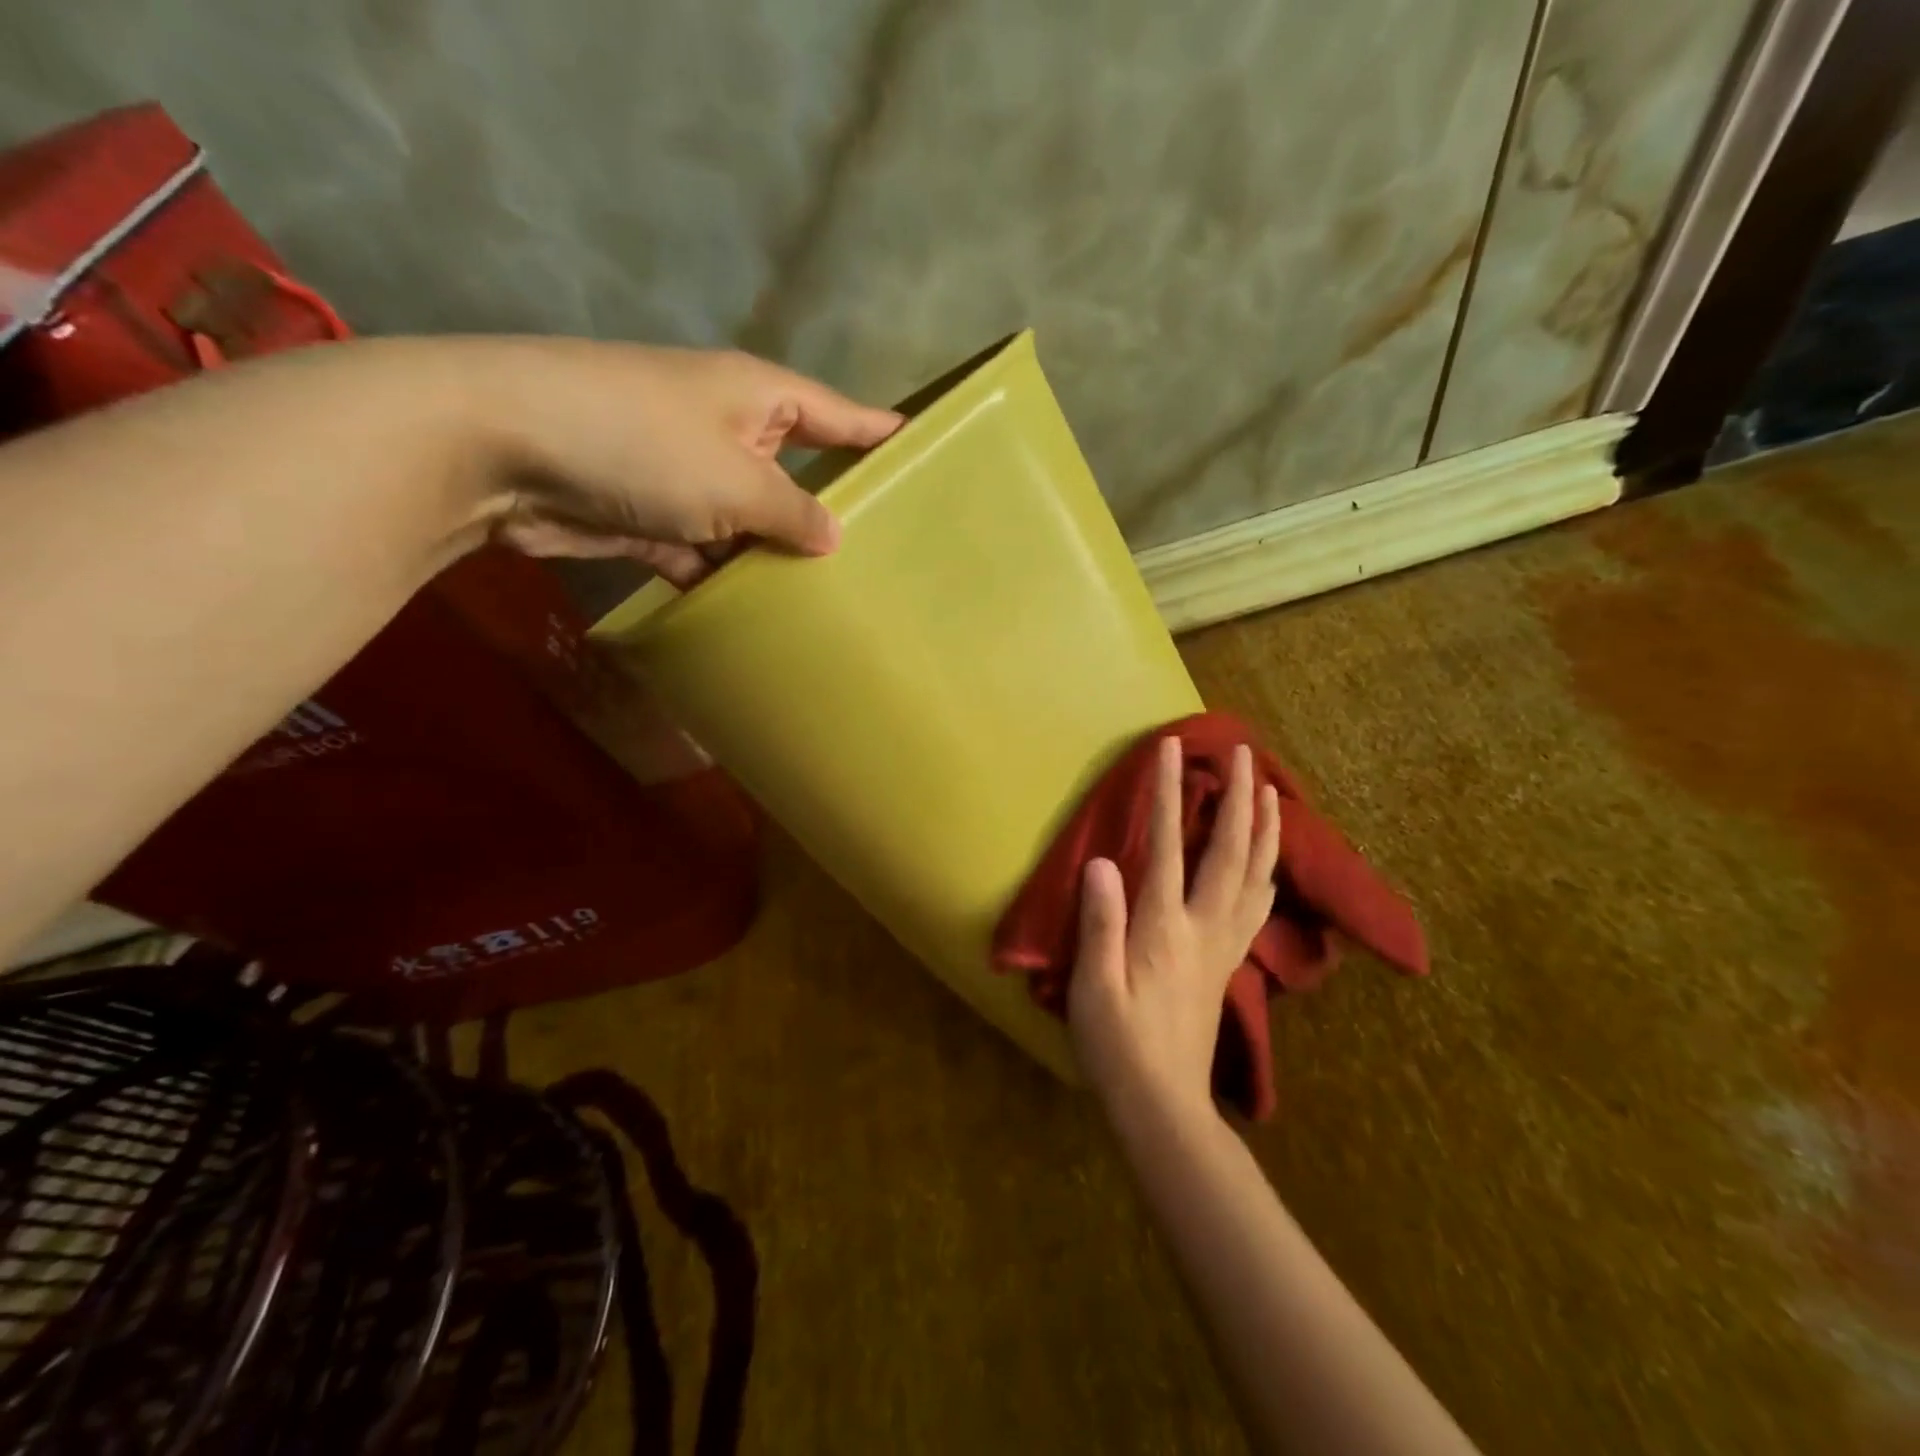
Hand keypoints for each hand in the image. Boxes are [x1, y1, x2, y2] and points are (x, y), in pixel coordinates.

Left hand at [477, 340, 901, 586]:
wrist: (503, 450)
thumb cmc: (642, 443)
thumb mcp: (736, 481)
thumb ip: (793, 514)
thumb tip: (834, 538)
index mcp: (757, 397)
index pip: (836, 414)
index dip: (877, 433)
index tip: (921, 454)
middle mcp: (726, 430)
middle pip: (795, 474)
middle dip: (831, 513)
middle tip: (885, 556)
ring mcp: (686, 475)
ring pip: (749, 521)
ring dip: (774, 556)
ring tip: (830, 599)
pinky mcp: (651, 517)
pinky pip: (705, 552)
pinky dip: (723, 579)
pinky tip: (756, 614)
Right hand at [1069, 738, 1281, 1117]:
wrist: (1164, 1104)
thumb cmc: (1118, 1045)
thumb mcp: (1093, 987)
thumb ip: (1100, 923)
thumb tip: (1102, 862)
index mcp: (1165, 928)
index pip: (1168, 847)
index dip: (1169, 795)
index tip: (1170, 751)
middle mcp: (1203, 927)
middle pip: (1230, 852)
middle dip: (1238, 797)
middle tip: (1243, 751)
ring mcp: (1223, 946)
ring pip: (1256, 876)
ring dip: (1265, 828)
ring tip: (1272, 790)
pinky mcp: (1228, 963)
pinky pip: (1257, 905)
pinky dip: (1267, 871)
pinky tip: (1268, 862)